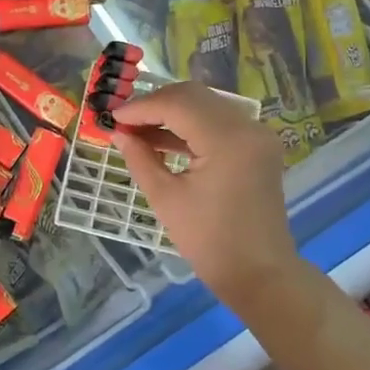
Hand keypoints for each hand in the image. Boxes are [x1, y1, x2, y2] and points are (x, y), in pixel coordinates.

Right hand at [111, 82, 297, 312]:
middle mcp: (248, 126)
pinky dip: (190, 127)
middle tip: (124, 122)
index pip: (177, 104)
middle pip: (194, 96)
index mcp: (227, 139)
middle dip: (155, 105)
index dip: (141, 107)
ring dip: (172, 114)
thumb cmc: (209, 241)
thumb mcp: (166, 199)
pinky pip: (218, 124)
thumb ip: (140, 159)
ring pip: (206, 106)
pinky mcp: (257, 147)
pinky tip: (162, 141)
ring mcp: (257, 135)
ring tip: (137, 132)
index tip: (111, 117)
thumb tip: (119, 133)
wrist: (259, 273)